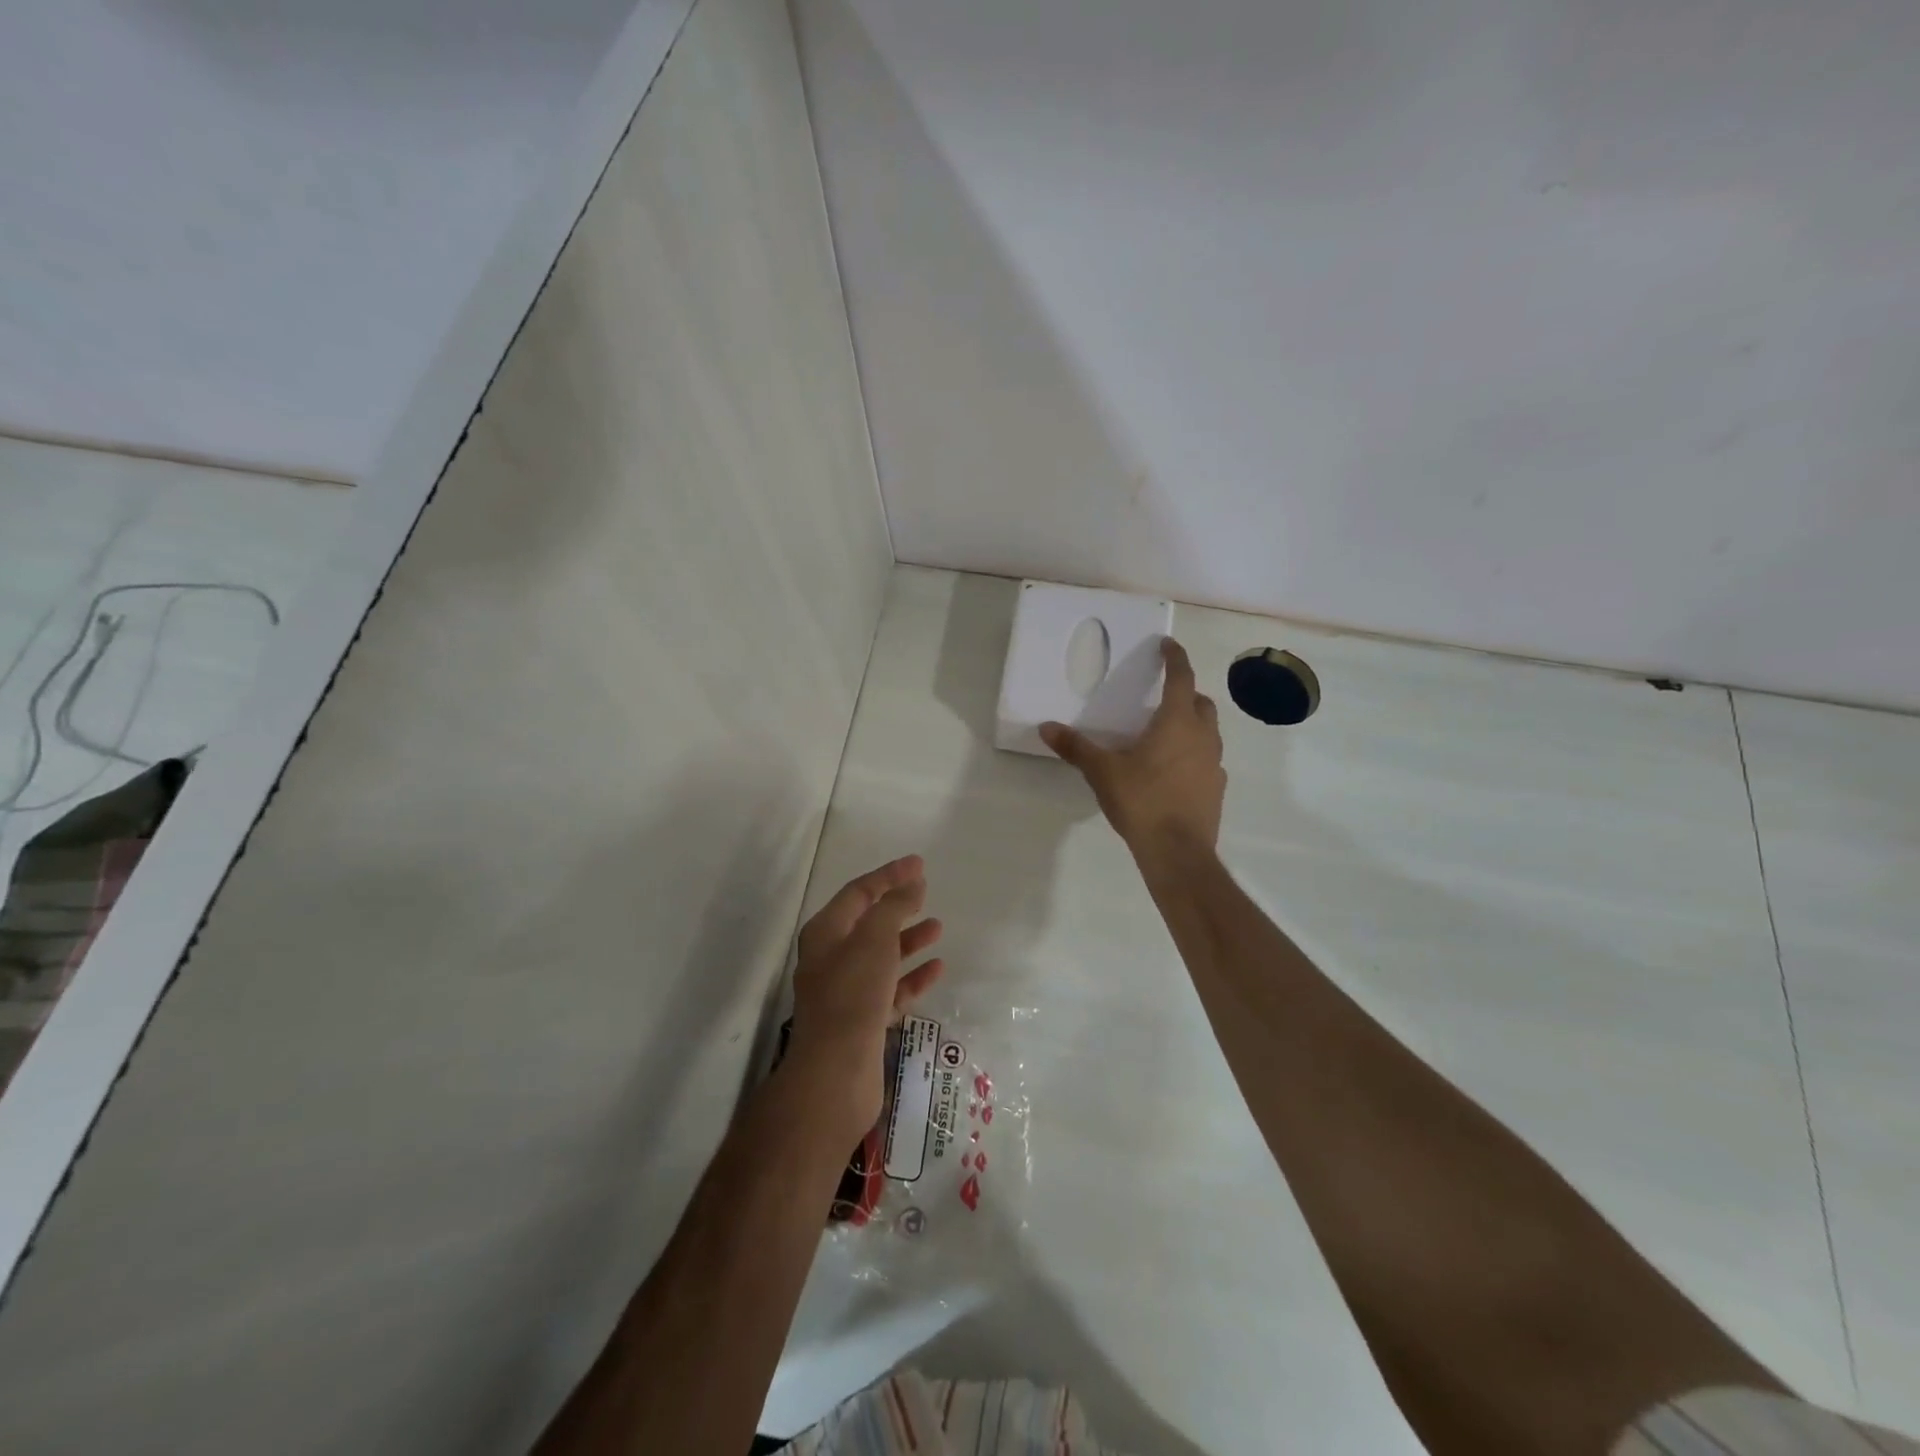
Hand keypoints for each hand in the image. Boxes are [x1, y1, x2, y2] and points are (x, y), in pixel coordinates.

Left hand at [786, 856, 944, 1136]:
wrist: (835, 1073)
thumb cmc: (853, 995)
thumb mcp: (874, 939)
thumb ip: (894, 907)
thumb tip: (912, 883)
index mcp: (825, 933)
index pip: (858, 892)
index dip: (888, 875)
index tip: (919, 864)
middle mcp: (831, 958)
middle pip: (868, 923)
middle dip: (897, 906)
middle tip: (926, 892)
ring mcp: (846, 992)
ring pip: (881, 956)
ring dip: (908, 940)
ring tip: (938, 928)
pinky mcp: (863, 1021)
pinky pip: (891, 989)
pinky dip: (912, 977)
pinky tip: (937, 969)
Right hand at [1041, 638, 1225, 854]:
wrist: (1177, 852)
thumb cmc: (1142, 801)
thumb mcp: (1102, 772)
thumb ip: (1076, 747)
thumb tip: (1046, 728)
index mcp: (1177, 722)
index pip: (1181, 678)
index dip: (1175, 658)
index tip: (1167, 644)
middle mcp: (1203, 736)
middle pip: (1201, 702)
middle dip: (1186, 692)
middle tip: (1164, 694)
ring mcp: (1214, 763)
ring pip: (1209, 731)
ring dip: (1193, 723)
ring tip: (1167, 732)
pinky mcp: (1216, 788)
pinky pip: (1208, 759)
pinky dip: (1194, 753)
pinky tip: (1174, 770)